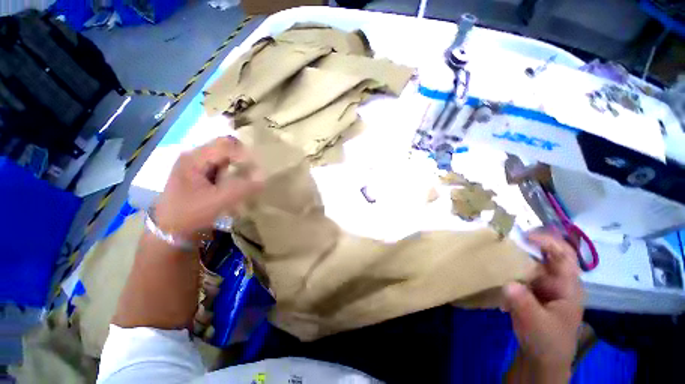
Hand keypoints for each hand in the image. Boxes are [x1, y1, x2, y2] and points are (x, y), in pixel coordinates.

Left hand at [154, 136, 261, 238]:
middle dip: (243, 159)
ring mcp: (196, 165)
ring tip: (248, 180)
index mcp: (194, 158)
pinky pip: (222, 167)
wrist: (169, 231)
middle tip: (254, 174)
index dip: (245, 155)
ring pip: (225, 157)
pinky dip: (233, 173)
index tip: (257, 171)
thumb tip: (264, 178)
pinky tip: (238, 184)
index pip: (226, 145)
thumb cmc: (190, 214)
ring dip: (239, 166)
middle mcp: (194, 156)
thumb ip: (243, 188)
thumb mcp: (218, 201)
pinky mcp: (200, 174)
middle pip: (225, 148)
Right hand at [504, 231, 583, 378]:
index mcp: (567, 286)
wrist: (542, 358)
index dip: (548, 241)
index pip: (564, 255)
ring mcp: (544, 285)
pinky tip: (496, 266)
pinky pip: (521, 272)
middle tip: (505, 234)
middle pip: (546, 254)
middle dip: (529, 242)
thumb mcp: (535, 323)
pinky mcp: (532, 290)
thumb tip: (508, 283)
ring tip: (496, 247)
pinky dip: (509, 266)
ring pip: (531, 262)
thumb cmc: (546, 341)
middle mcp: (557, 281)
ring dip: (516, 254)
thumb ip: (523, 302)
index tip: (524, 235)